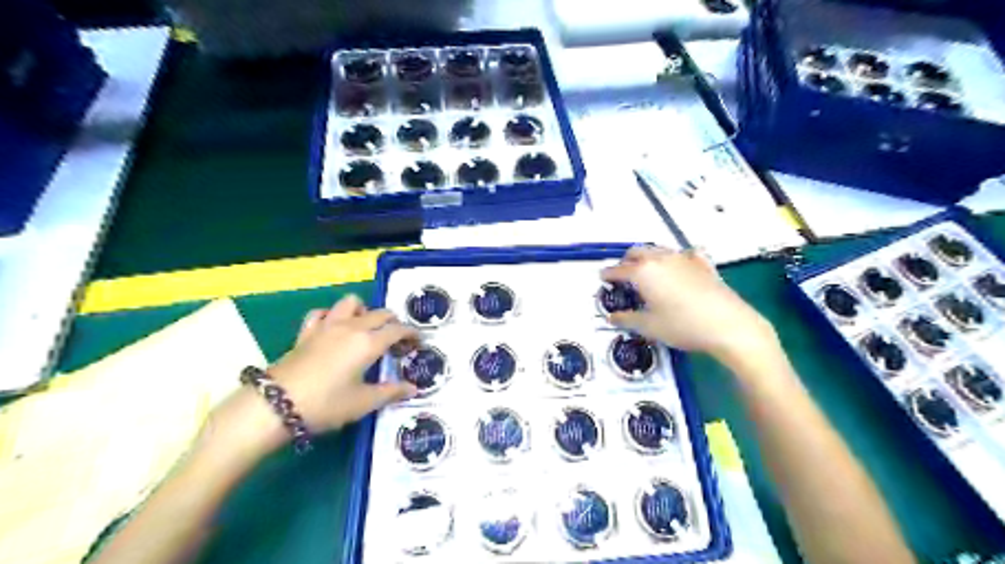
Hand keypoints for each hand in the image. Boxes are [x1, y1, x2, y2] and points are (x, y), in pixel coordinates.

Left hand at [265, 296, 417, 432]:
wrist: (276, 405)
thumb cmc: (326, 404)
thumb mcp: (363, 402)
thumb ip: (391, 392)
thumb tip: (413, 389)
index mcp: (369, 342)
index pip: (397, 329)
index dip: (412, 333)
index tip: (419, 341)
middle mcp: (351, 327)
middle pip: (379, 313)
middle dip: (393, 322)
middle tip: (397, 340)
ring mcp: (327, 326)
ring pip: (351, 303)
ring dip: (364, 311)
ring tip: (366, 328)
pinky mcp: (307, 332)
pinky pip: (322, 313)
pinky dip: (332, 315)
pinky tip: (334, 327)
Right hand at [599, 247, 780, 364]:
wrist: (728, 325)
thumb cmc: (682, 326)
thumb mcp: (649, 326)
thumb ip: (627, 319)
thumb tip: (611, 317)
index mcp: (643, 272)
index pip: (618, 269)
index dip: (608, 274)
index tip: (602, 277)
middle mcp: (661, 259)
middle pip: (637, 252)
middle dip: (626, 260)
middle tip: (622, 273)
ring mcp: (684, 258)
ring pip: (659, 249)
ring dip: (648, 256)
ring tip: (646, 269)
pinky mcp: (703, 264)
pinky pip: (685, 254)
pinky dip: (677, 257)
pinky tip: (680, 264)